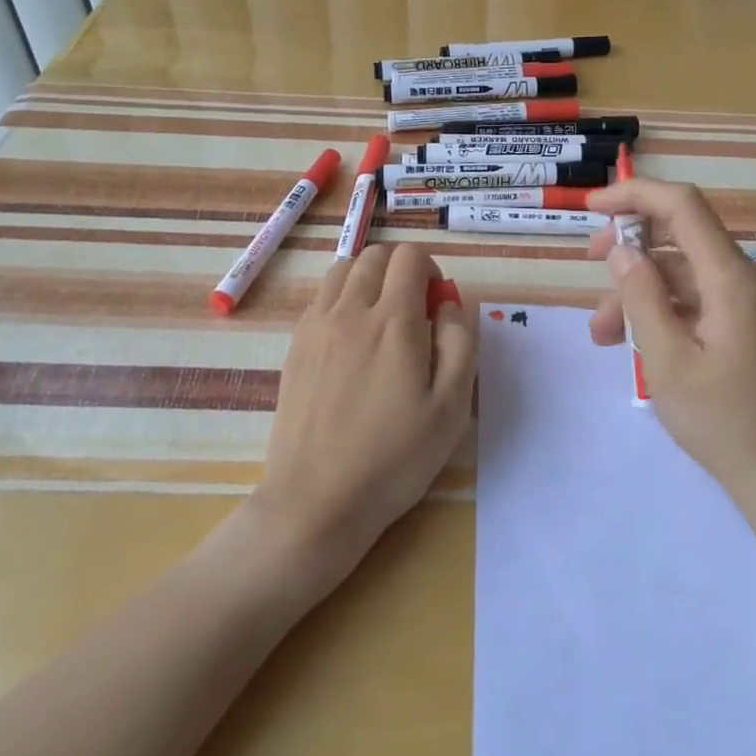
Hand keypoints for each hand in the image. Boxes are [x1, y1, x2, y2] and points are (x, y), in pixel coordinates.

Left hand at [252, 242, 475, 580]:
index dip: (431, 270)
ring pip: (342, 269)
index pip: (410, 257)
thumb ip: (460, 343)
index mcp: (393, 321)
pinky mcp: (295, 346)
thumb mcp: (452, 407)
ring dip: (369, 278)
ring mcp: (316, 326)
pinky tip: (352, 338)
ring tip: (382, 318)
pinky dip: (342, 297)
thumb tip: (449, 303)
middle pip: (375, 255)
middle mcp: (350, 311)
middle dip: (402, 269)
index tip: (437, 307)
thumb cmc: (395, 458)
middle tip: (414, 311)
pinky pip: (320, 297)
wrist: (317, 500)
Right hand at [587, 178, 755, 503]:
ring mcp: (749, 303)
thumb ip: (640, 296)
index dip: (636, 194)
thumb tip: (621, 248)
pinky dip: (662, 310)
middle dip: (631, 243)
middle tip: (589, 261)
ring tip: (600, 333)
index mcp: (731, 279)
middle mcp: (746, 279)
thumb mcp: (666, 359)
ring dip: (639, 290)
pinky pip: (697, 300)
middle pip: (682, 236)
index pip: (683, 207)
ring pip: (683, 274)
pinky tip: (633, 341)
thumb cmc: (721, 420)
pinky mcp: (746, 325)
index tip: (592, 204)